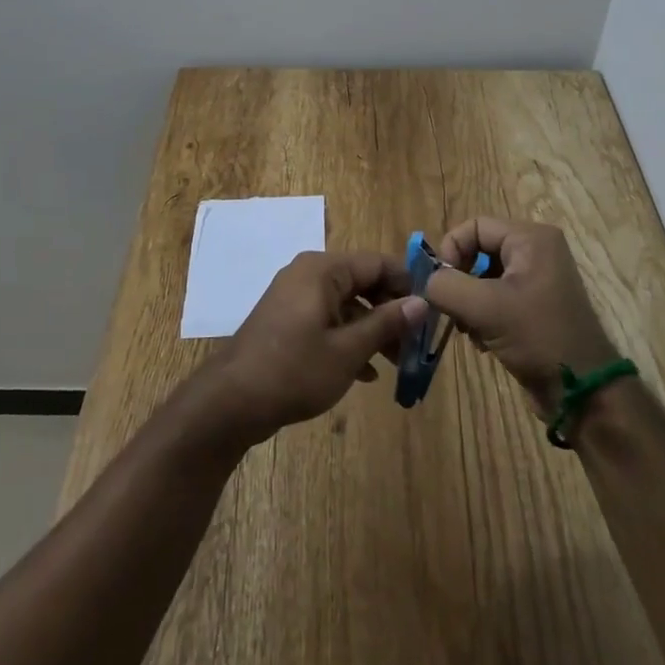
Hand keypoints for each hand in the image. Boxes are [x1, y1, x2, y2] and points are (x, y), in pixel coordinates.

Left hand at [196, 250, 423, 447]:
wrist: (231, 401)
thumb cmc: (294, 370)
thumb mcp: (348, 350)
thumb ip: (386, 323)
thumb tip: (421, 302)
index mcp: (323, 270)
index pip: (377, 263)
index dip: (408, 284)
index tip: (433, 310)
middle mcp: (308, 274)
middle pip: (362, 282)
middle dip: (391, 311)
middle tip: (417, 342)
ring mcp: (294, 297)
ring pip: (346, 304)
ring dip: (372, 330)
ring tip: (397, 362)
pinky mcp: (287, 321)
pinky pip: (328, 320)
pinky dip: (348, 339)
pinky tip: (366, 372)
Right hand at [423, 218, 619, 413]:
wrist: (582, 391)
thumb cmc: (538, 337)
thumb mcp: (485, 308)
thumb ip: (445, 286)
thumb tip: (426, 282)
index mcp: (530, 239)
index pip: (474, 227)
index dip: (451, 250)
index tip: (440, 284)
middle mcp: (536, 251)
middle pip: (478, 251)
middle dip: (459, 280)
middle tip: (450, 309)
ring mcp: (537, 279)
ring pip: (484, 277)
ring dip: (468, 302)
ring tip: (467, 330)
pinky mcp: (535, 306)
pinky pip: (496, 298)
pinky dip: (482, 315)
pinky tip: (482, 341)